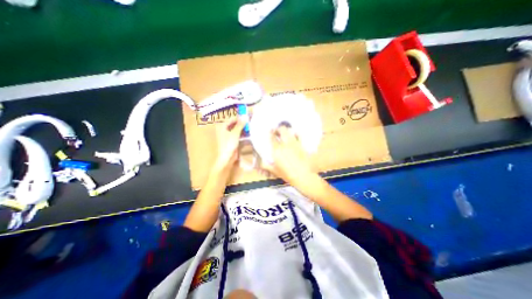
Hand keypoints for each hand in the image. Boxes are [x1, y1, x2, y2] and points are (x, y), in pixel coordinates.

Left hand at [214, 118, 245, 174]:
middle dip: (242, 123)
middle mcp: (224, 129)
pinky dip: (241, 133)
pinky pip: (237, 134)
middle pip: (234, 123)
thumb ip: (240, 125)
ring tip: (250, 127)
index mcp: (222, 126)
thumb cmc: (229, 144)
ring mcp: (227, 135)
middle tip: (249, 122)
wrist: (227, 157)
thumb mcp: (235, 133)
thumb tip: (245, 117)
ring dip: (242, 128)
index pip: (232, 119)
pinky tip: (247, 133)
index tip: (247, 117)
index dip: (240, 117)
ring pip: (236, 129)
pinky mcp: (231, 140)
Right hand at [262, 126, 314, 186]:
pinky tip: (295, 136)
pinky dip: (296, 134)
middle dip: (278, 129)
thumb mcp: (275, 171)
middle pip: (282, 130)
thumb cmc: (288, 175)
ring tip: (285, 133)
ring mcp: (294, 143)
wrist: (303, 176)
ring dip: (286, 131)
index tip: (270, 132)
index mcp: (277, 150)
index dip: (270, 133)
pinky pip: (299, 136)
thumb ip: (267, 166)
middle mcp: (285, 144)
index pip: (272, 138)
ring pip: (290, 131)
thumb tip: (261, 164)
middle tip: (277, 131)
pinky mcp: (302, 145)